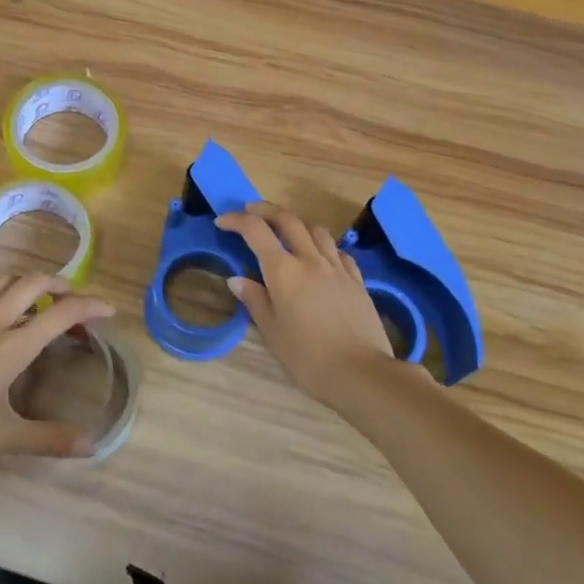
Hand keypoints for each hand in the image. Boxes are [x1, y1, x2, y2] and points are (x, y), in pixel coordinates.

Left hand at [0, 274, 116, 457]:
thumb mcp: (0, 436)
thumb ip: (47, 439)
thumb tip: (92, 444)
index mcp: (13, 345)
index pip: (62, 313)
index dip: (90, 306)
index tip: (107, 310)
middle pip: (33, 283)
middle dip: (59, 284)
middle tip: (70, 298)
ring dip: (21, 282)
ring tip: (29, 295)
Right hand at [216, 201, 401, 408]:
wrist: (361, 373)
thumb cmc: (308, 357)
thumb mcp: (272, 332)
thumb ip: (255, 300)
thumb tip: (237, 280)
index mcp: (284, 271)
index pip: (256, 231)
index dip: (236, 221)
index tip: (222, 222)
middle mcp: (310, 260)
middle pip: (288, 220)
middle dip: (266, 210)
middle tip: (251, 212)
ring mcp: (337, 268)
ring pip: (316, 230)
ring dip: (297, 224)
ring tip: (287, 233)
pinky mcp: (357, 280)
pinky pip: (338, 251)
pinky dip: (323, 246)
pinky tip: (321, 258)